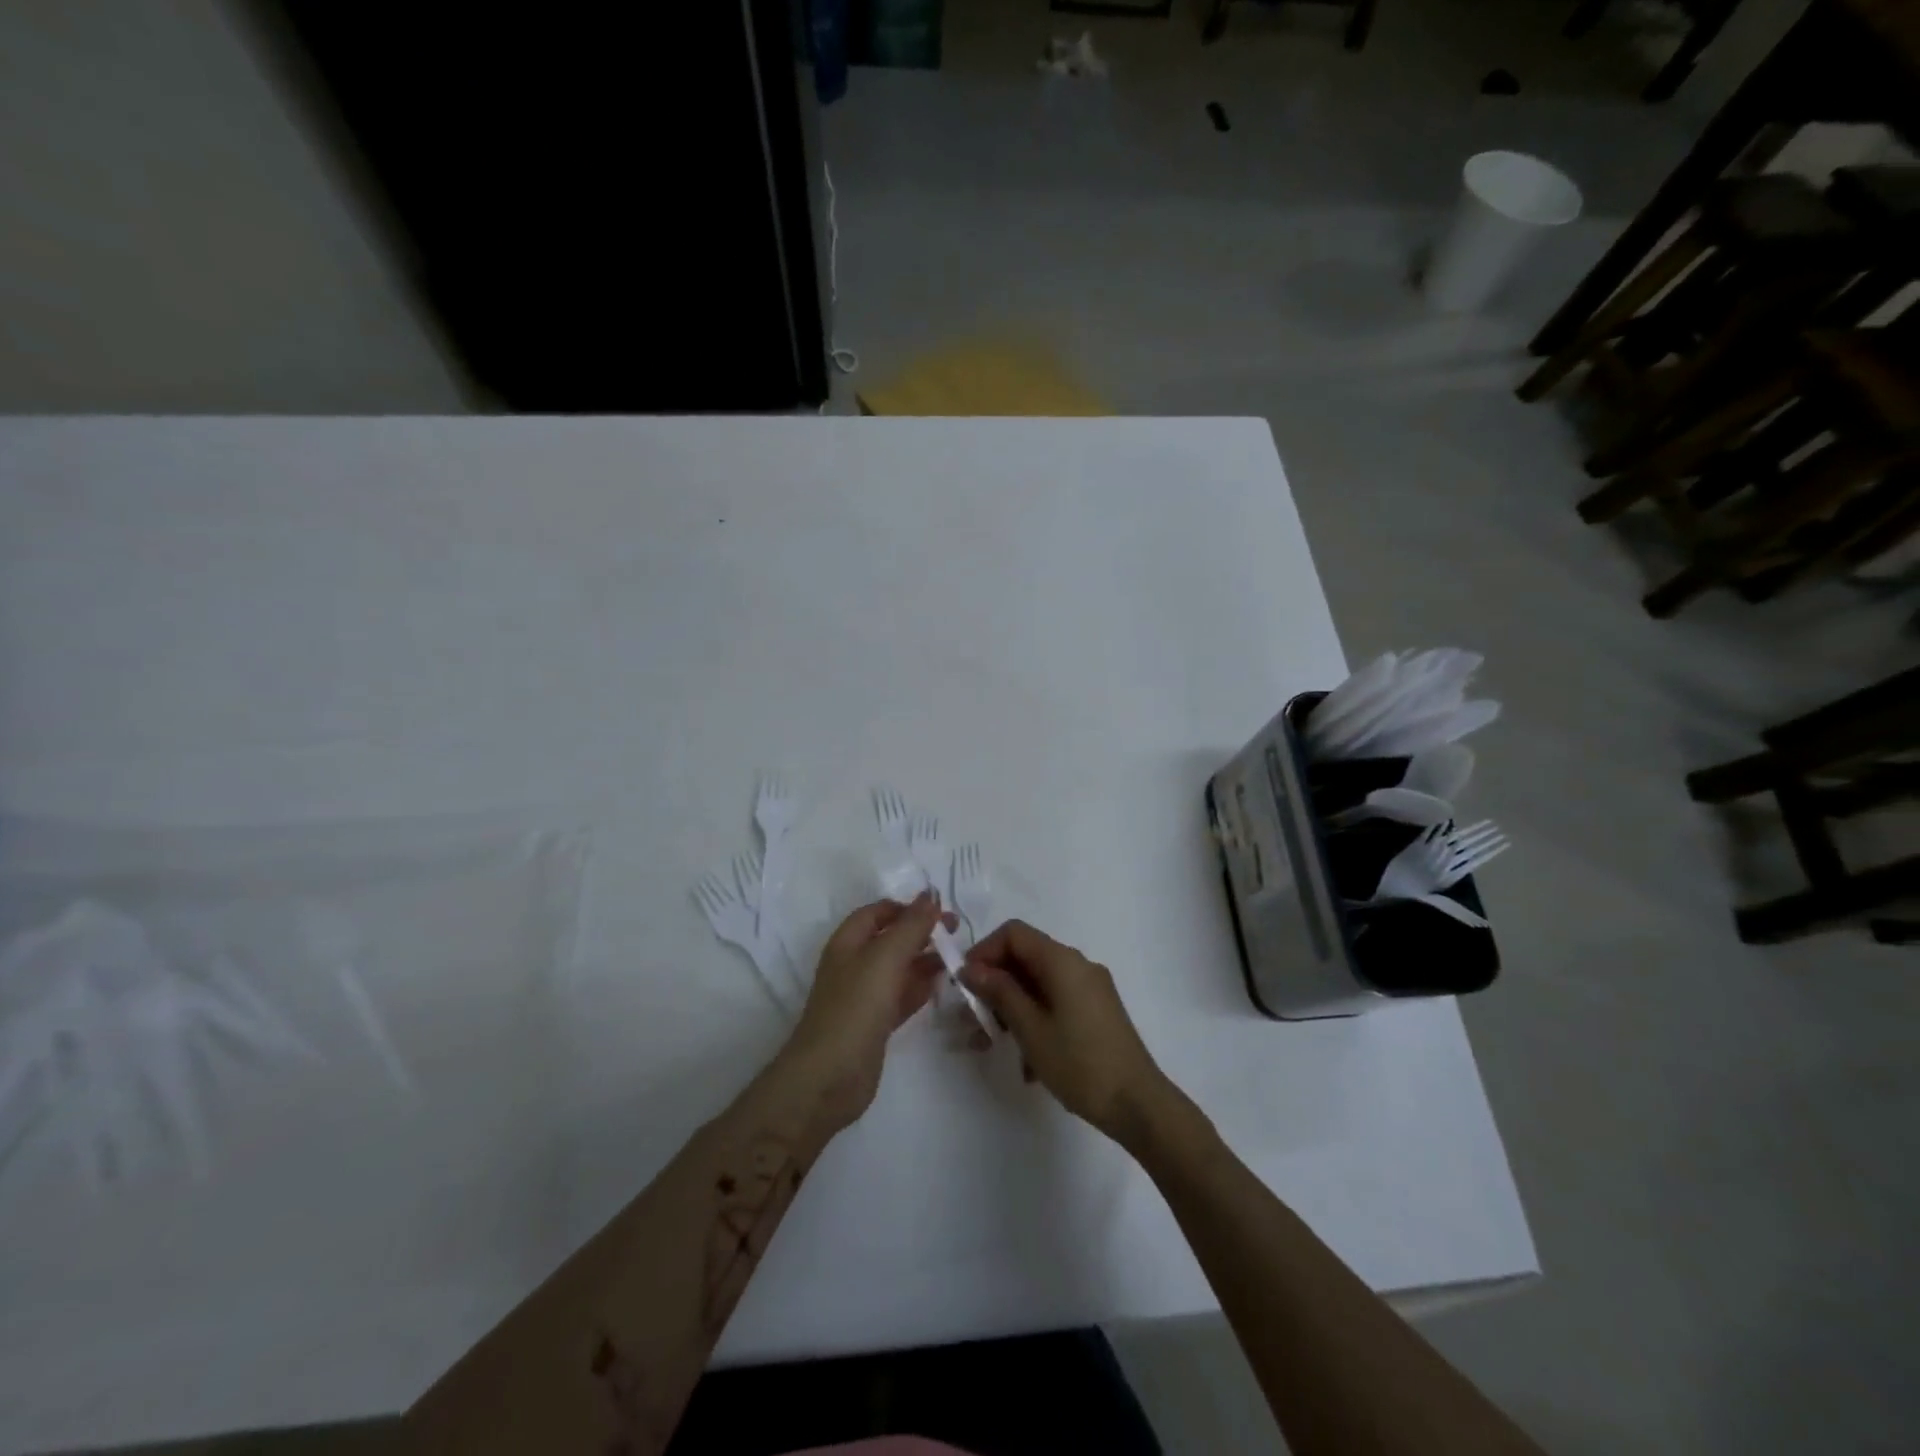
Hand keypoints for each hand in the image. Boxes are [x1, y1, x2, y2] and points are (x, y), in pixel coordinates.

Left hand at [784, 892, 951, 1130]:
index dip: (906, 907)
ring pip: (898, 969)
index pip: (877, 912)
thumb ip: (911, 926)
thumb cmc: (855, 1007)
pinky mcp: (874, 1025)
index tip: (939, 909)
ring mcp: (864, 997)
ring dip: (925, 960)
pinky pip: (901, 997)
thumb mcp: (885, 957)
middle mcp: (854, 965)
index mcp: (848, 943)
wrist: (829, 1076)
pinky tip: (943, 985)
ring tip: (958, 957)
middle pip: (890, 939)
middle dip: (921, 932)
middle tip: (956, 932)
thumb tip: (931, 895)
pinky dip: (921, 988)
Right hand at [960, 920, 1171, 1146]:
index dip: (984, 952)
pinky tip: (1027, 1064)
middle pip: (1025, 958)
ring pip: (1038, 984)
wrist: (1138, 1104)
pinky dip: (1034, 1021)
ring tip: (992, 1045)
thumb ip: (999, 992)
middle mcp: (1077, 965)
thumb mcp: (1030, 1028)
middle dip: (994, 985)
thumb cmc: (1079, 1062)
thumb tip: (971, 967)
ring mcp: (1089, 988)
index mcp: (1062, 960)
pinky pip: (1055, 1003)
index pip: (1013, 933)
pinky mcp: (1096, 1011)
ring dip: (1011, 1008)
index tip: (965, 984)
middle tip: (972, 1020)